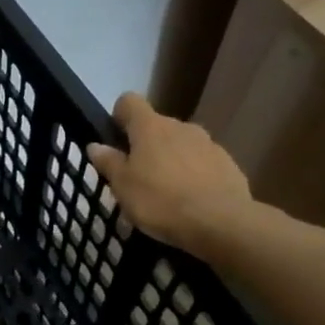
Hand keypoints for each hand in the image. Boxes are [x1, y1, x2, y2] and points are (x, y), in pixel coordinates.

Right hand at [87, 92, 252, 254]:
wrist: (221, 223)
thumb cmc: (160, 200)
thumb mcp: (122, 186)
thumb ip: (109, 162)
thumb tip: (96, 145)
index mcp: (150, 127)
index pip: (129, 102)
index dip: (119, 115)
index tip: (115, 138)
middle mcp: (181, 127)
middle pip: (157, 126)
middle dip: (146, 144)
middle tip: (136, 175)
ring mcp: (208, 144)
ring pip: (181, 144)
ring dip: (171, 159)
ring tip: (165, 191)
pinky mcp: (229, 164)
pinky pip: (202, 162)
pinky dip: (193, 174)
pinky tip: (189, 200)